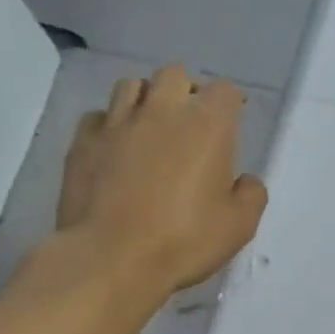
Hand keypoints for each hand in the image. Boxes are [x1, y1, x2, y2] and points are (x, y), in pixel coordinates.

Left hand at [55, 66, 267, 296]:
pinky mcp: (83, 142)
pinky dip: (110, 124)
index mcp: (207, 125)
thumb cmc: (184, 240)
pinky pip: (98, 116)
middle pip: (175, 75)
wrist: (110, 258)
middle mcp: (162, 111)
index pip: (224, 90)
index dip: (231, 102)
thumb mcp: (239, 226)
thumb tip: (244, 180)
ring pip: (131, 85)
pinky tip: (114, 146)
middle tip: (189, 119)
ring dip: (146, 99)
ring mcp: (117, 123)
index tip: (232, 119)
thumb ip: (251, 194)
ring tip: (150, 125)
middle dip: (185, 90)